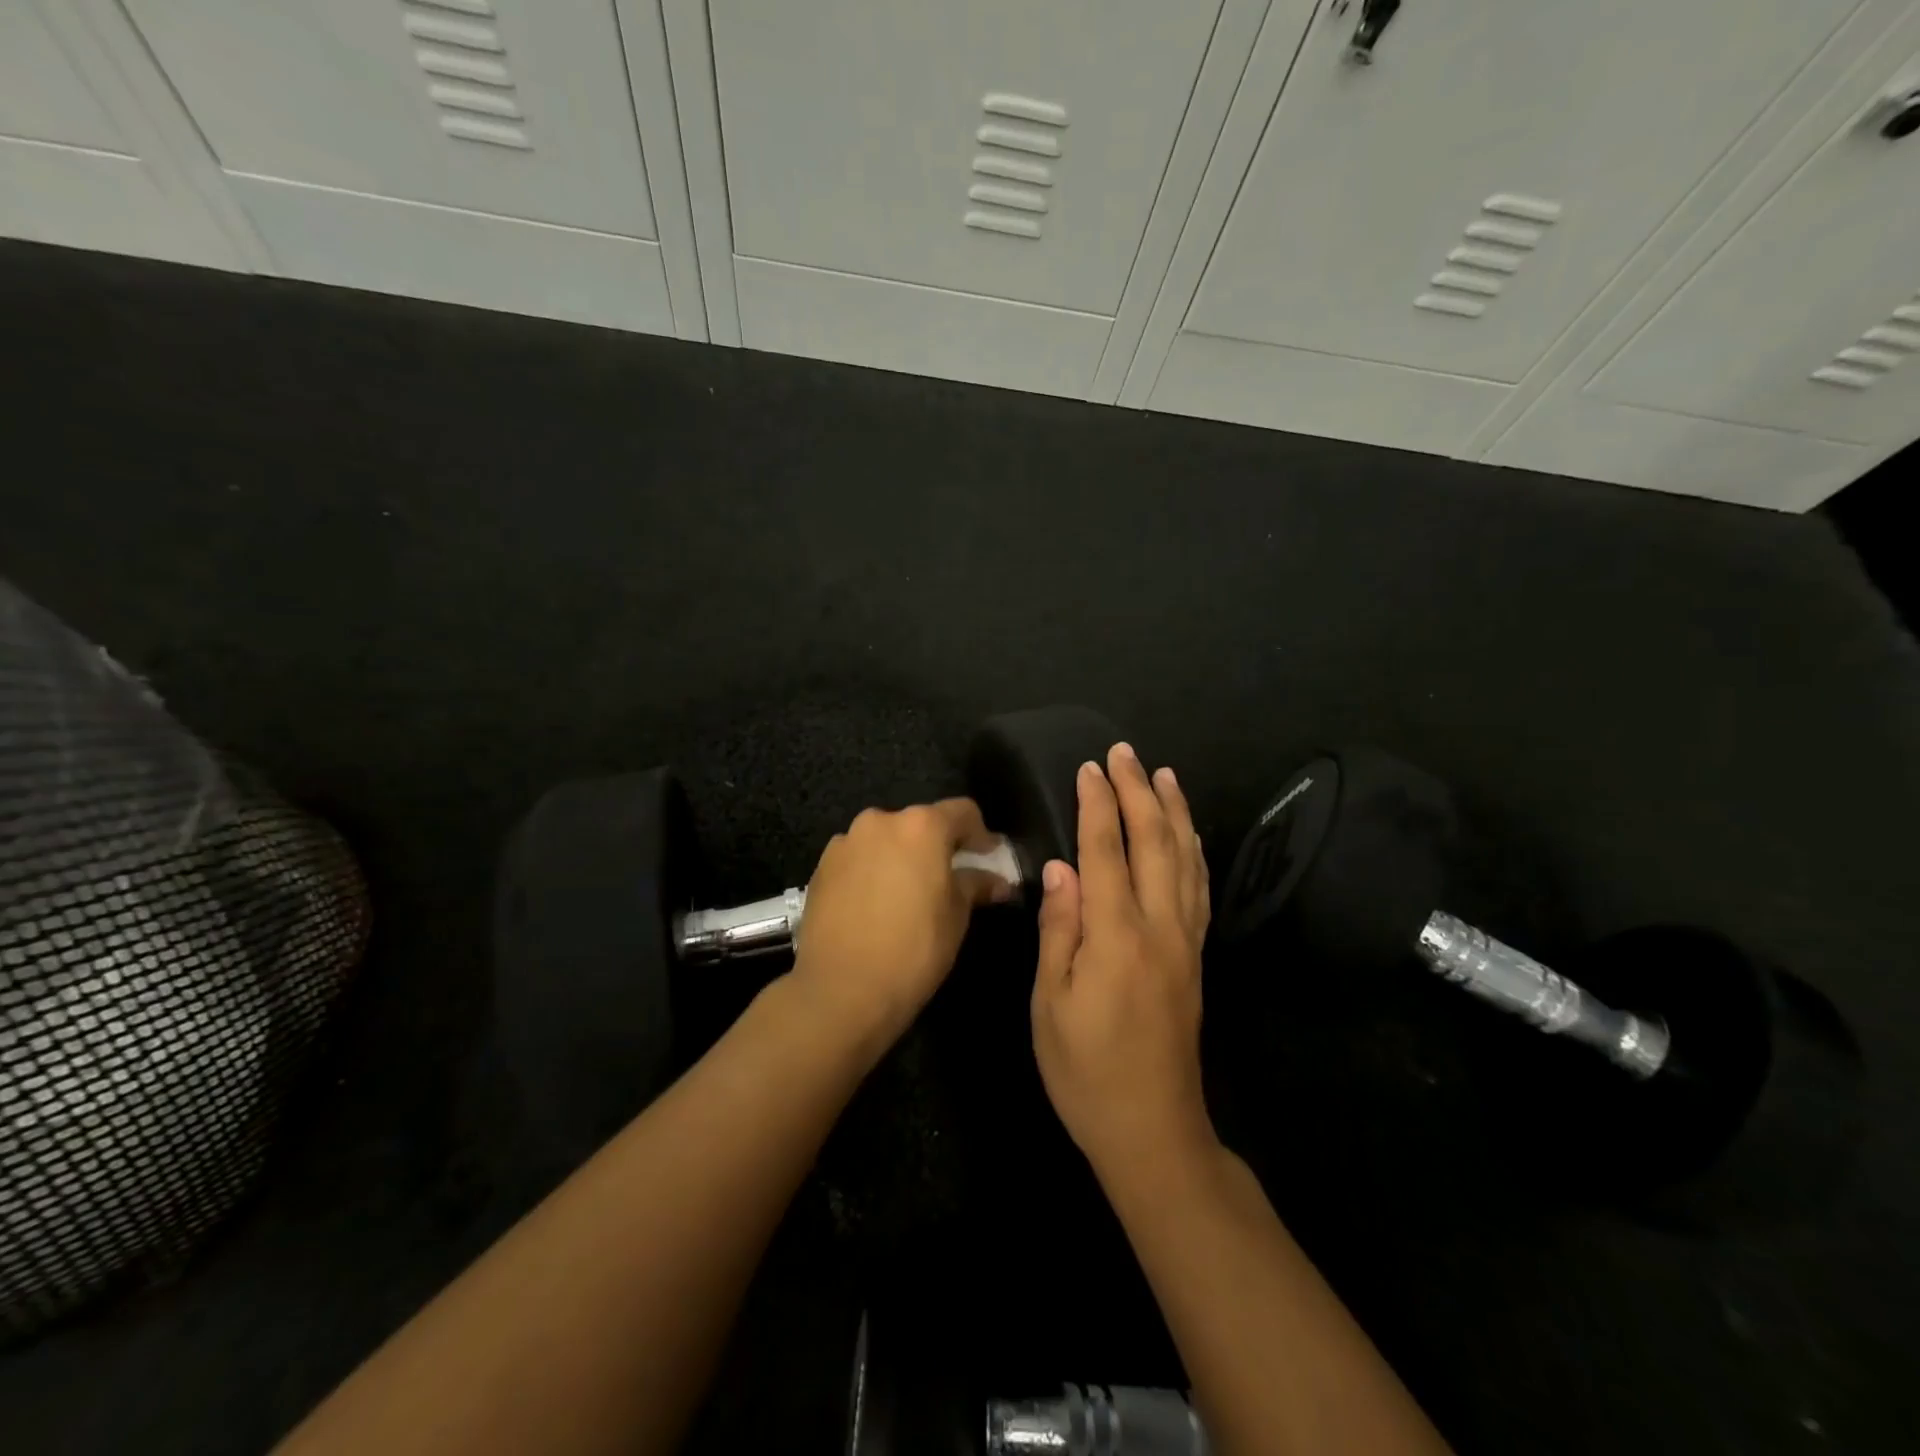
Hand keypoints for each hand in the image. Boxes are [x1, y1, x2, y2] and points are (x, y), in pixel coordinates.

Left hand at [793, 799, 1006, 1048]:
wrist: (841, 990)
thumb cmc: (913, 949)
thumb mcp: (956, 917)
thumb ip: (975, 886)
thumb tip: (997, 882)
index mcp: (921, 826)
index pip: (962, 812)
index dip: (981, 833)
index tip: (988, 856)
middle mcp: (881, 821)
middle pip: (919, 823)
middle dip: (937, 845)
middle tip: (948, 877)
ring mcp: (846, 842)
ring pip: (885, 840)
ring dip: (901, 856)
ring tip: (907, 893)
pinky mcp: (821, 866)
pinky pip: (858, 858)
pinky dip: (872, 870)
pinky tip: (875, 904)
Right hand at [1031, 744, 1213, 1180]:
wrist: (1153, 1128)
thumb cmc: (1086, 1070)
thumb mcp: (1052, 1003)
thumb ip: (1059, 929)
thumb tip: (1061, 867)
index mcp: (1117, 935)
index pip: (1106, 851)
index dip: (1098, 804)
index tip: (1089, 767)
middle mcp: (1159, 926)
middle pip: (1153, 842)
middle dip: (1138, 792)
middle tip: (1124, 752)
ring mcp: (1185, 940)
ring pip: (1185, 859)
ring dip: (1174, 811)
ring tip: (1164, 774)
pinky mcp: (1196, 956)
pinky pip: (1199, 887)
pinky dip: (1194, 850)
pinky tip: (1189, 834)